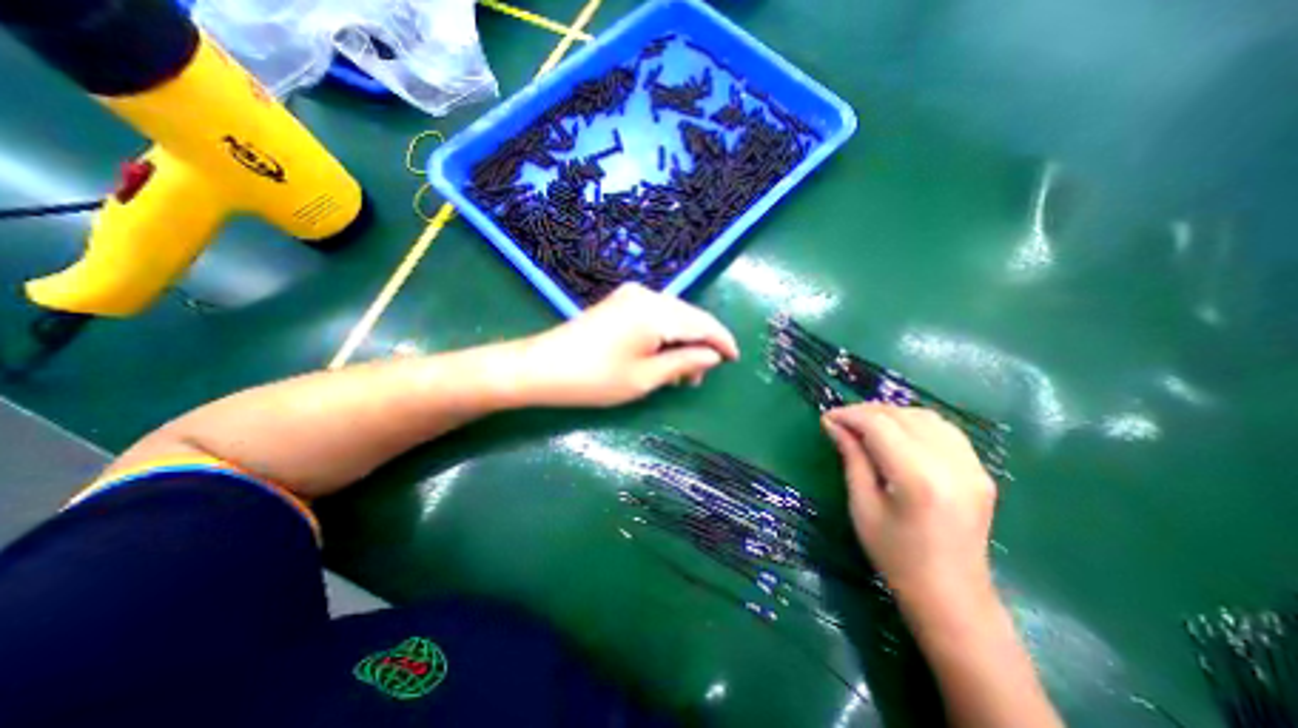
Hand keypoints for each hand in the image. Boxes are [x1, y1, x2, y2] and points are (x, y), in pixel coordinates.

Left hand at [518, 285, 738, 410]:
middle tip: (700, 378)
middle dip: (701, 345)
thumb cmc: (595, 378)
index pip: (702, 323)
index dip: (722, 341)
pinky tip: (663, 356)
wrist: (541, 367)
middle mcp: (647, 295)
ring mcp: (631, 296)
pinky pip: (655, 316)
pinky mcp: (620, 302)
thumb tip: (712, 356)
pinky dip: (665, 336)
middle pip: (689, 317)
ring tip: (681, 374)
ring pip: (673, 316)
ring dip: (682, 341)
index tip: (735, 358)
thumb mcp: (645, 378)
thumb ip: (684, 363)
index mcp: (656, 312)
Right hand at [826, 405, 994, 614]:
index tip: (826, 418)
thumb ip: (852, 458)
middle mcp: (951, 464)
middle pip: (902, 416)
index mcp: (918, 478)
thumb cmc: (896, 556)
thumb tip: (833, 424)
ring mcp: (973, 467)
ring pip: (925, 416)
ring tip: (865, 426)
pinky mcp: (980, 471)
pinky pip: (944, 430)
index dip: (849, 415)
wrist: (952, 597)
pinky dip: (914, 423)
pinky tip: (897, 434)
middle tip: (841, 422)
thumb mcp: (863, 506)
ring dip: (890, 414)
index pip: (879, 425)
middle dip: (866, 412)